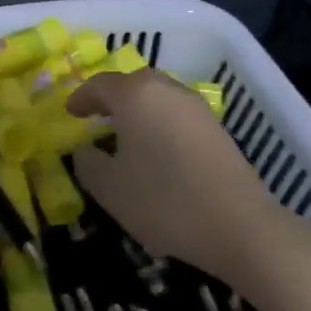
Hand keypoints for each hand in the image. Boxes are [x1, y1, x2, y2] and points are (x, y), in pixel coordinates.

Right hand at [65, 69, 273, 281]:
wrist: (240, 226)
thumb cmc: (164, 201)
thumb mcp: (110, 188)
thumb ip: (87, 163)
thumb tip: (85, 149)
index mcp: (134, 95)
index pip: (99, 85)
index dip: (81, 98)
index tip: (70, 113)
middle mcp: (165, 89)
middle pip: (131, 84)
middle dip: (111, 98)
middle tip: (96, 117)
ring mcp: (195, 106)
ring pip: (157, 96)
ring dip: (137, 109)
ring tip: (125, 133)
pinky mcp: (216, 127)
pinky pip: (176, 113)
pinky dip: (159, 121)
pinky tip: (156, 148)